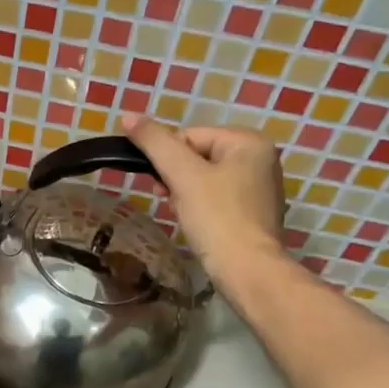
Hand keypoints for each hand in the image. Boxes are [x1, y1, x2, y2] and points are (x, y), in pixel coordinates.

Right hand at [121, 114, 286, 278]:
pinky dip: (203, 209)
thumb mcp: (182, 176)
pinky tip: (199, 225)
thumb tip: (127, 116)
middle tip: (171, 201)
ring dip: (186, 194)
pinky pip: (219, 199)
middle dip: (178, 179)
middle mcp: (261, 158)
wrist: (248, 271)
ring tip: (184, 215)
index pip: (190, 136)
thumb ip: (155, 143)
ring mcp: (261, 187)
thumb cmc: (217, 218)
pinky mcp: (255, 213)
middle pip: (198, 157)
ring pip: (206, 179)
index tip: (161, 186)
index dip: (168, 160)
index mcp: (249, 141)